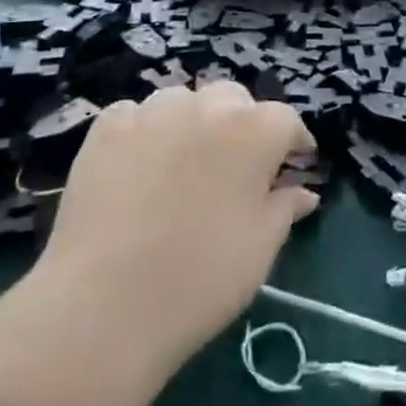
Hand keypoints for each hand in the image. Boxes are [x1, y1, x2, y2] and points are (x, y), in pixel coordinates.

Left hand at [38, 80, 319, 376]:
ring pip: (185, 101)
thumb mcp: (260, 248)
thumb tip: (302, 192)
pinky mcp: (107, 127)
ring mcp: (153, 112)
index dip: (293, 143)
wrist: (103, 305)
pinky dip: (146, 131)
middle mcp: (207, 107)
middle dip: (243, 124)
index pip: (286, 121)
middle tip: (236, 167)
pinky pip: (137, 115)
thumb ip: (285, 208)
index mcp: (254, 131)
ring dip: (193, 122)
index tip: (292, 166)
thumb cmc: (200, 279)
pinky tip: (139, 165)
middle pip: (235, 99)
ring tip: (184, 163)